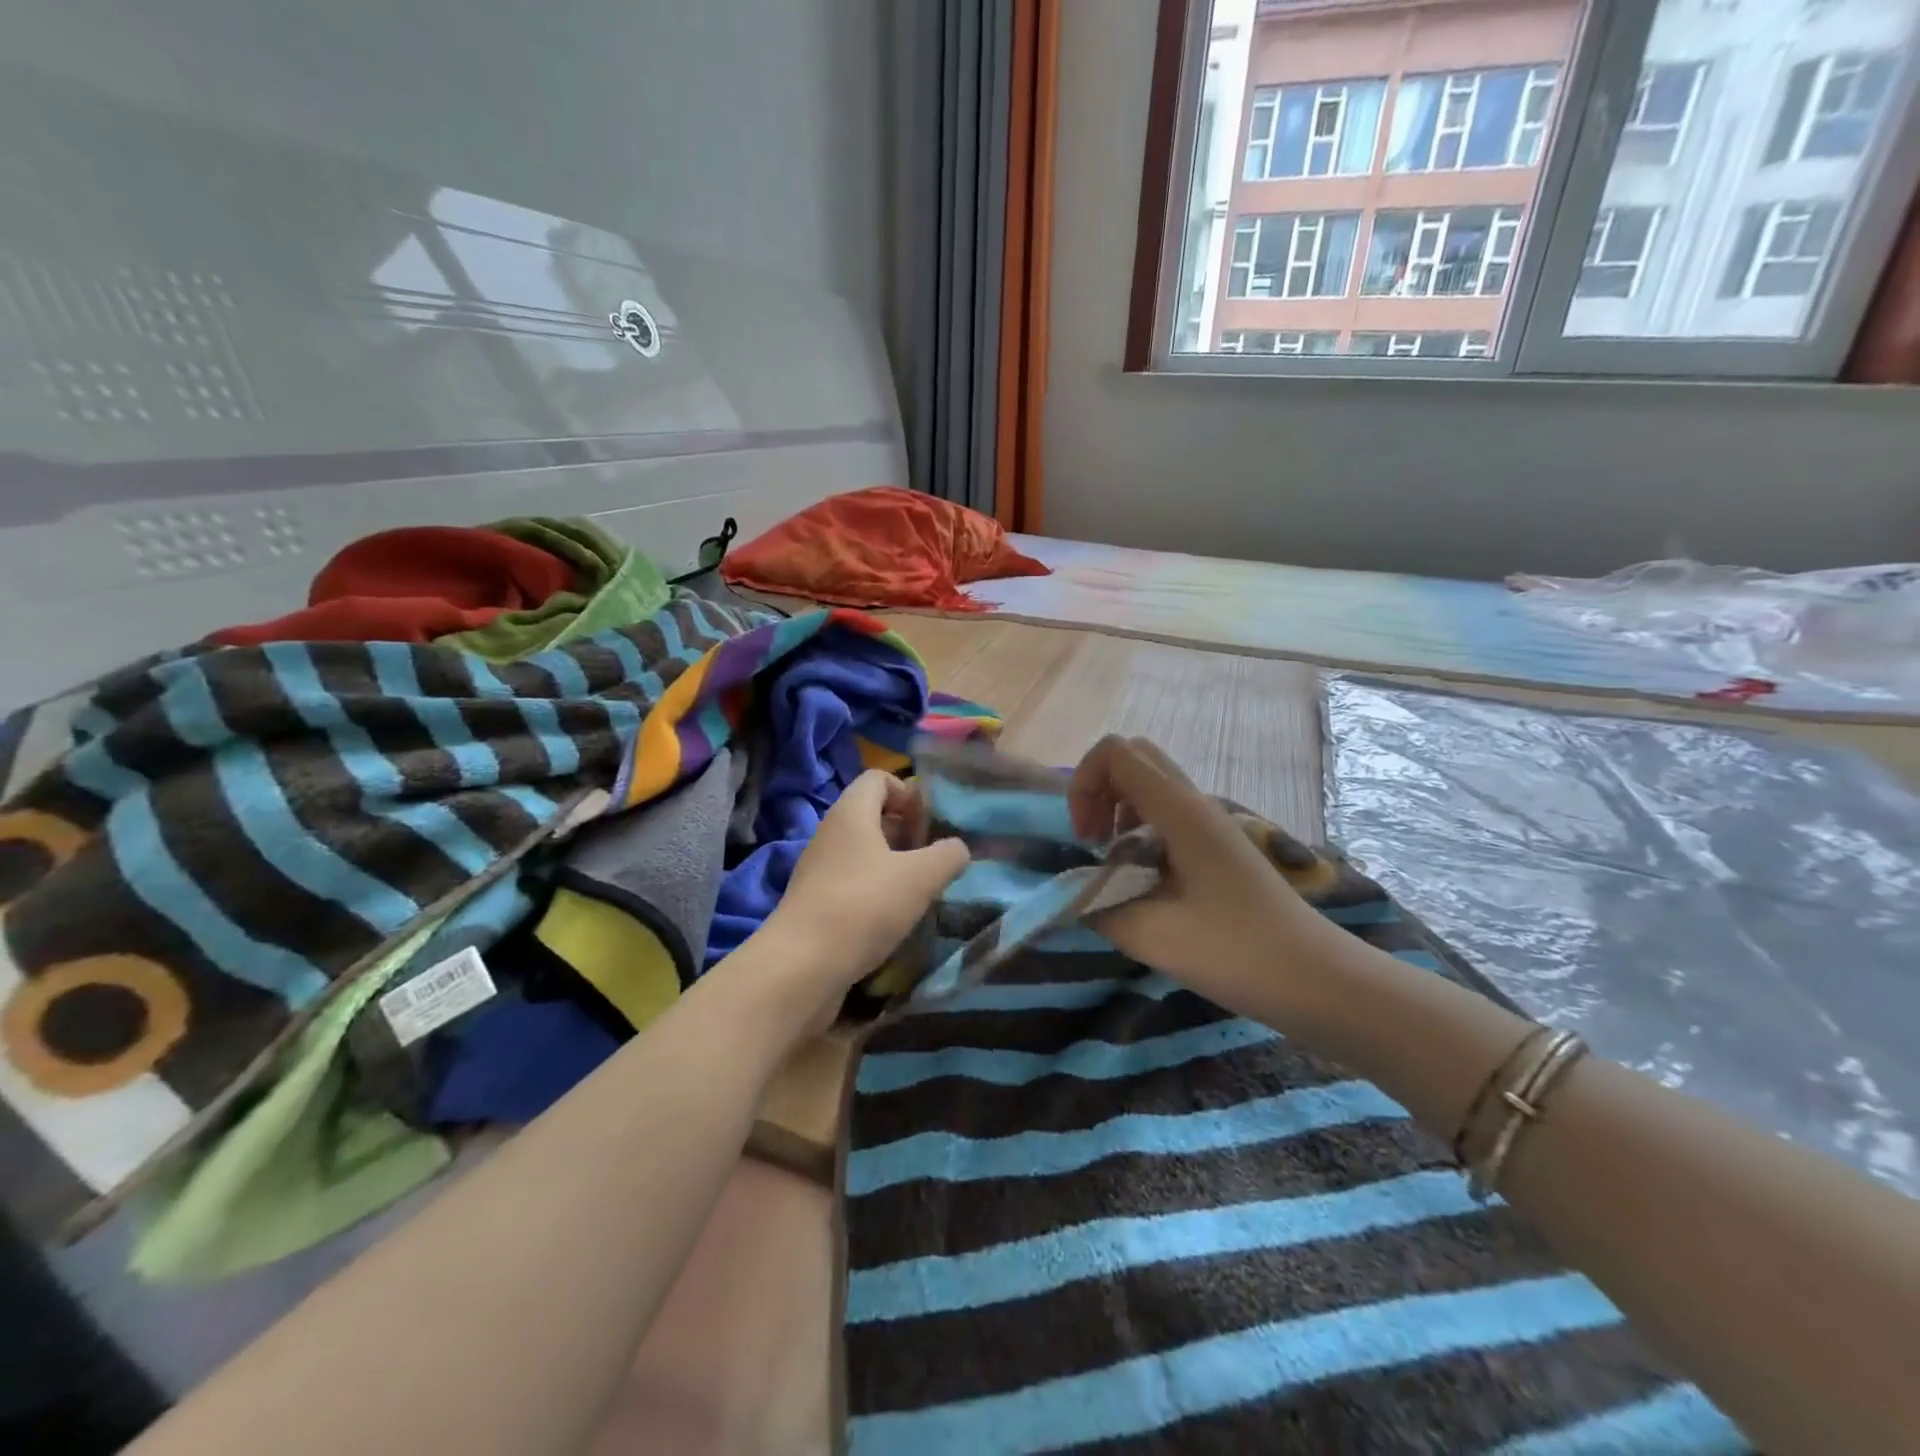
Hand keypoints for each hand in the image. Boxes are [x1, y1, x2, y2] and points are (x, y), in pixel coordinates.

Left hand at [752, 770, 970, 1033]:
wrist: (801, 967)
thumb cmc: (864, 906)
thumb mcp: (921, 877)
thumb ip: (948, 855)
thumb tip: (957, 848)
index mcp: (851, 812)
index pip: (879, 778)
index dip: (909, 793)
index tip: (930, 826)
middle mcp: (831, 833)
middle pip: (873, 815)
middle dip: (908, 832)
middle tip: (932, 861)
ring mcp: (819, 869)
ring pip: (865, 853)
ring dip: (895, 866)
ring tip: (920, 892)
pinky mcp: (816, 903)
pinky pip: (853, 883)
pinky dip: (877, 893)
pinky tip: (895, 919)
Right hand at [1067, 736, 1321, 1015]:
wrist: (1318, 980)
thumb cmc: (1236, 952)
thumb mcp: (1151, 935)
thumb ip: (1096, 905)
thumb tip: (1070, 894)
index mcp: (1180, 811)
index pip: (1115, 752)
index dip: (1084, 785)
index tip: (1087, 842)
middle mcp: (1196, 804)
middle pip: (1132, 760)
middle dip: (1097, 792)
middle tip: (1093, 845)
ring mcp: (1211, 824)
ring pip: (1149, 788)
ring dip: (1118, 814)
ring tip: (1114, 868)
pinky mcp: (1218, 848)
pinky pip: (1167, 817)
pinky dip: (1140, 835)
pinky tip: (1143, 883)